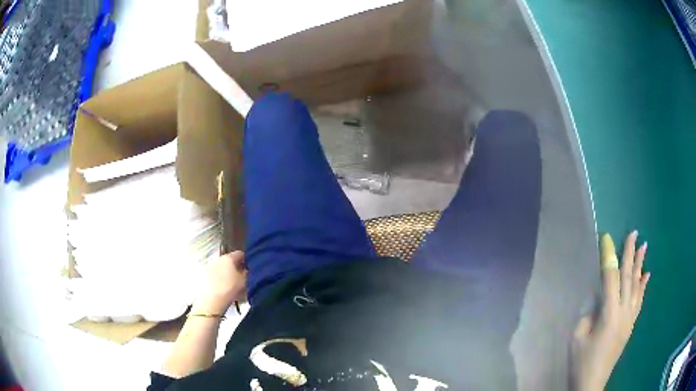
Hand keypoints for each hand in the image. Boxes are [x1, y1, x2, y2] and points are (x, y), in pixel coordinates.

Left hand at [193, 252, 246, 314]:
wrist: (212, 299)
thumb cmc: (230, 288)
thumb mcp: (244, 281)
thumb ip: (247, 273)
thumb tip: (248, 270)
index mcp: (229, 257)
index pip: (240, 254)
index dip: (247, 260)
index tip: (251, 268)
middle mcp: (218, 259)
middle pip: (230, 261)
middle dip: (236, 267)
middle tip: (243, 277)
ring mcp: (210, 266)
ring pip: (222, 268)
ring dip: (228, 273)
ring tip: (233, 285)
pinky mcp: (204, 275)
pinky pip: (216, 275)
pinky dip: (221, 279)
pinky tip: (224, 288)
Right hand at [570, 231, 649, 390]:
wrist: (592, 383)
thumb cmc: (582, 361)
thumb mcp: (578, 337)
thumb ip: (588, 313)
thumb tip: (596, 298)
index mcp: (610, 314)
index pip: (611, 278)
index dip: (609, 256)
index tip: (606, 238)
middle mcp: (624, 312)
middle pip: (628, 278)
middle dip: (630, 254)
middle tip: (633, 232)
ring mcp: (630, 318)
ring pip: (637, 286)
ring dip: (640, 265)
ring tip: (644, 246)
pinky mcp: (631, 325)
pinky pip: (640, 301)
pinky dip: (643, 286)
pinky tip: (647, 275)